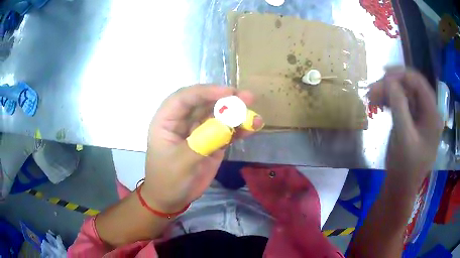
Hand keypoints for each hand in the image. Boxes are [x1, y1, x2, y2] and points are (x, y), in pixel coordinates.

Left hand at [142, 85, 262, 212]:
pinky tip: (251, 129)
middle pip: (204, 103)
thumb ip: (202, 142)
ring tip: (255, 116)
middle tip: (248, 98)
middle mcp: (183, 121)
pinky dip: (238, 130)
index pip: (184, 98)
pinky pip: (225, 132)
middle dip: (226, 100)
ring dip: (236, 115)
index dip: (206, 92)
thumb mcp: (181, 162)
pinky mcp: (211, 142)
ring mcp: (199, 131)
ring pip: (218, 116)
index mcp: (167, 120)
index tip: (228, 92)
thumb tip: (227, 125)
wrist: (172, 199)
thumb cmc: (168, 179)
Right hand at [368, 68, 441, 185]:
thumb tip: (389, 80)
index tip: (382, 74)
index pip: (419, 83)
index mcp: (432, 115)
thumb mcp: (403, 136)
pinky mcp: (413, 124)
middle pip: (412, 88)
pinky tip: (379, 105)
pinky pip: (403, 106)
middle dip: (392, 86)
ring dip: (389, 94)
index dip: (401, 74)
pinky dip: (391, 103)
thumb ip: (399, 105)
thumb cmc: (404, 167)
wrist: (399, 189)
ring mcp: (421, 119)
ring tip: (371, 98)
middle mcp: (429, 113)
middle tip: (372, 89)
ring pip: (406, 96)